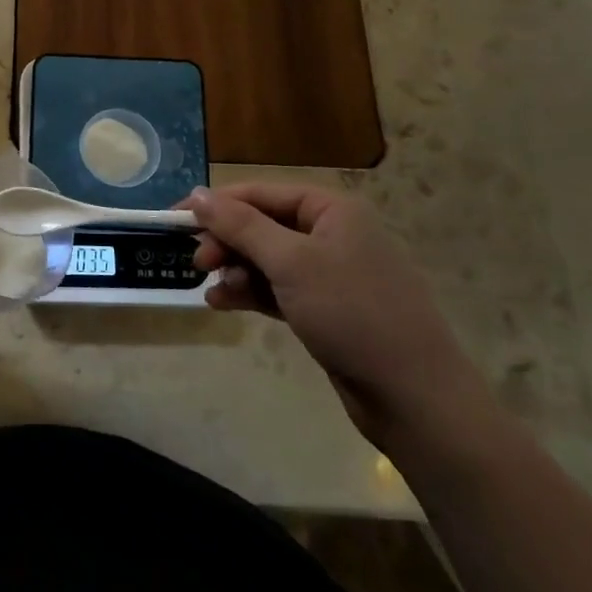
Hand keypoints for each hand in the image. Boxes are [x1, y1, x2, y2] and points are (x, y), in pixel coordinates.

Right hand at [189, 183, 484, 448]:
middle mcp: (331, 233)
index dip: (216, 204)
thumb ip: (240, 225)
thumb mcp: (291, 263)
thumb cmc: (353, 314)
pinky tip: (223, 304)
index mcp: (331, 209)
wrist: (416, 398)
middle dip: (226, 242)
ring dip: (235, 270)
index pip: (260, 193)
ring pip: (267, 259)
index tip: (175, 220)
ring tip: (210, 291)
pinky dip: (251, 293)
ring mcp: (331, 273)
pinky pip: (278, 288)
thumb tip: (197, 193)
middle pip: (262, 225)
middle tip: (197, 264)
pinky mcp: (327, 309)